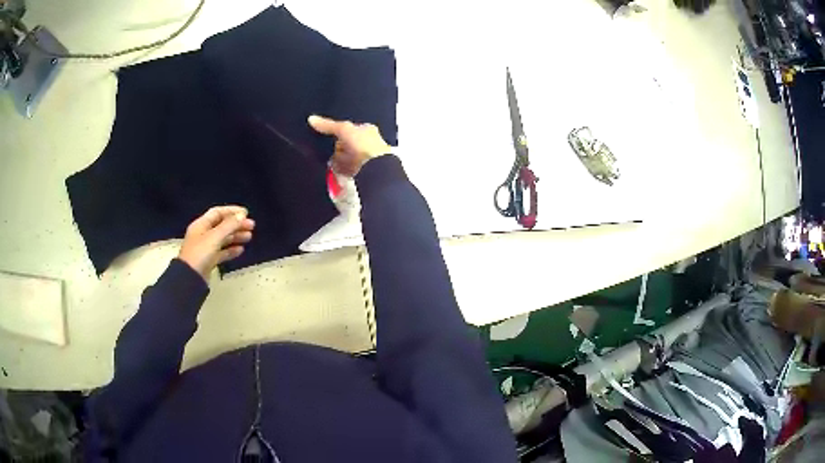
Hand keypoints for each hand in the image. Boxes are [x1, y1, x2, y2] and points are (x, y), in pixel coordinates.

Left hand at [178, 205, 255, 281]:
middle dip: (236, 224)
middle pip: (222, 225)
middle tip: (251, 226)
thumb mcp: (215, 237)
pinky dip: (231, 250)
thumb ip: (229, 225)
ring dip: (236, 236)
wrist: (190, 278)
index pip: (217, 213)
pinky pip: (222, 252)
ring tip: (249, 237)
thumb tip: (242, 215)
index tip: (246, 213)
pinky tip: (240, 250)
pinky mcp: (209, 260)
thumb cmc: (200, 254)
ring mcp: (206, 248)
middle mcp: (203, 234)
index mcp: (201, 225)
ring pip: (223, 239)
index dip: (231, 211)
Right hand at [308, 115, 391, 175]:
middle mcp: (368, 142)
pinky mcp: (362, 170)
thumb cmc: (362, 144)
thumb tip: (311, 118)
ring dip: (338, 159)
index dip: (338, 132)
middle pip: (346, 143)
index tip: (328, 136)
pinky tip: (336, 170)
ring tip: (331, 161)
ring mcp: (365, 157)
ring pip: (346, 157)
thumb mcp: (343, 130)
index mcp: (367, 129)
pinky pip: (347, 169)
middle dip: (337, 147)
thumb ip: (328, 125)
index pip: (349, 128)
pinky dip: (341, 169)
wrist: (375, 168)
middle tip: (328, 149)